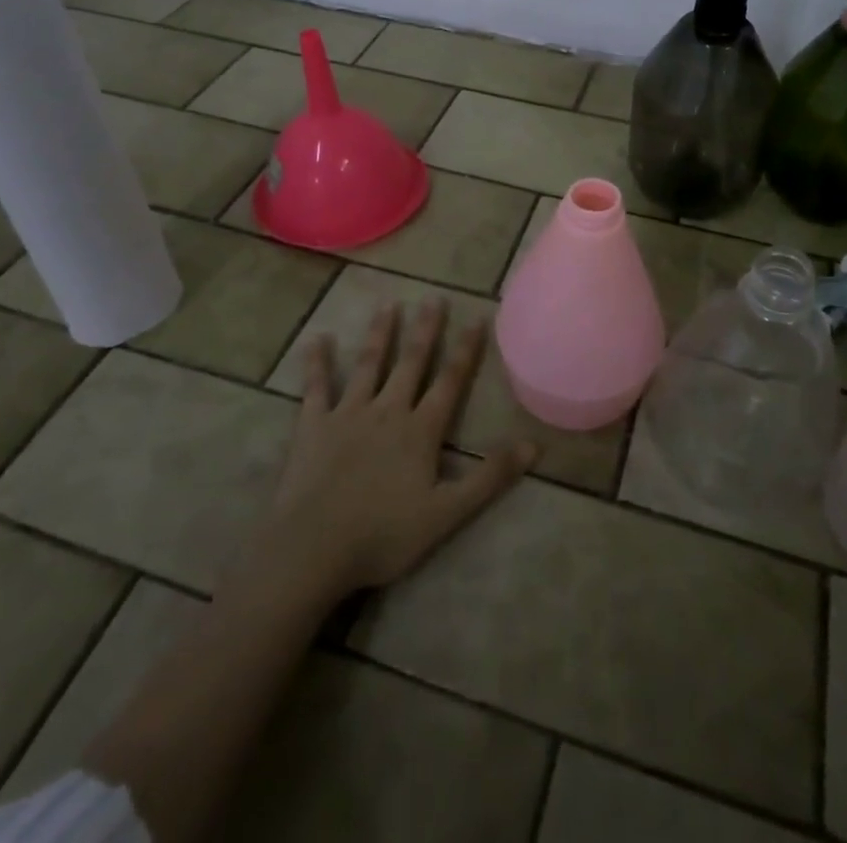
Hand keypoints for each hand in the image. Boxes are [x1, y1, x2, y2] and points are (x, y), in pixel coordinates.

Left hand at [248, 300, 536, 600]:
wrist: (313, 548)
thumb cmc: (383, 535)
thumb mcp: (447, 513)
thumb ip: (489, 478)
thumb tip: (533, 445)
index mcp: (420, 430)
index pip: (450, 381)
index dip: (465, 351)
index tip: (477, 318)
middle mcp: (387, 410)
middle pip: (410, 363)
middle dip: (425, 330)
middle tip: (433, 298)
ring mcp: (347, 414)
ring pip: (368, 365)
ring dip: (379, 334)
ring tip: (388, 305)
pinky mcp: (313, 425)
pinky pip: (316, 387)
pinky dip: (316, 362)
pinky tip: (317, 339)